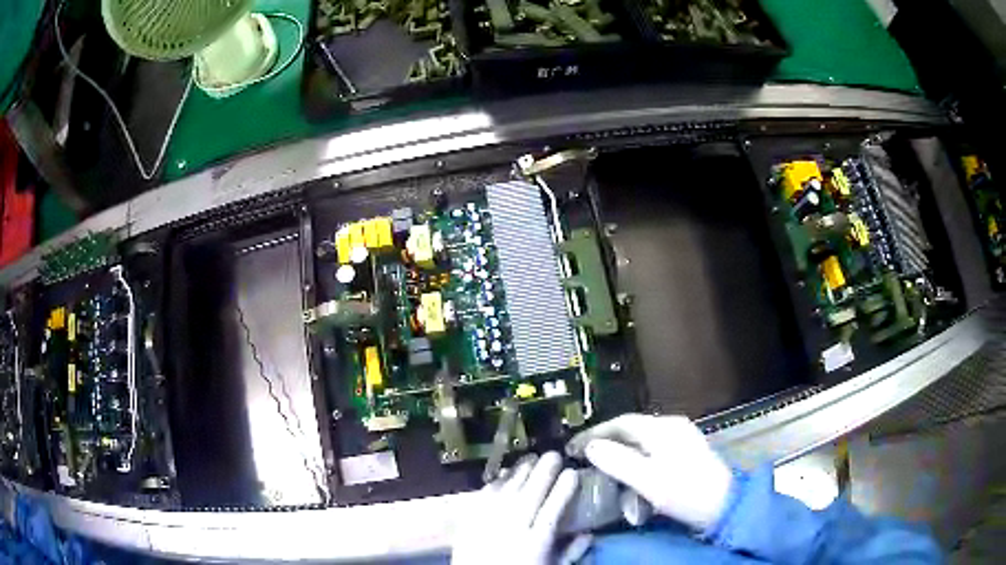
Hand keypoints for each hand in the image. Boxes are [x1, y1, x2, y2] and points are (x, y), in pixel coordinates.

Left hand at [452, 451, 578, 564]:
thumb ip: (570, 553)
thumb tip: (588, 533)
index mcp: (534, 544)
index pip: (552, 512)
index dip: (563, 490)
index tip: (573, 472)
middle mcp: (511, 530)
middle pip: (528, 496)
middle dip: (543, 472)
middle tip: (554, 454)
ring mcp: (486, 524)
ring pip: (506, 492)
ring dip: (519, 472)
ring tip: (531, 458)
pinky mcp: (468, 522)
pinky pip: (483, 497)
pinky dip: (495, 483)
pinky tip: (504, 474)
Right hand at [566, 414, 732, 532]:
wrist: (724, 504)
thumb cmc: (685, 490)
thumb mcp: (647, 479)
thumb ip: (617, 461)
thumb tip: (590, 447)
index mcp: (662, 428)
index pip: (620, 423)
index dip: (594, 434)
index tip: (572, 448)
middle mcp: (672, 427)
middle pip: (631, 431)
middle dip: (607, 446)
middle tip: (585, 462)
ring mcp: (681, 440)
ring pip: (641, 444)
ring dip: (622, 458)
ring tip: (606, 473)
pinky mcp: (686, 455)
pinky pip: (653, 454)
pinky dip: (637, 465)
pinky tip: (632, 480)